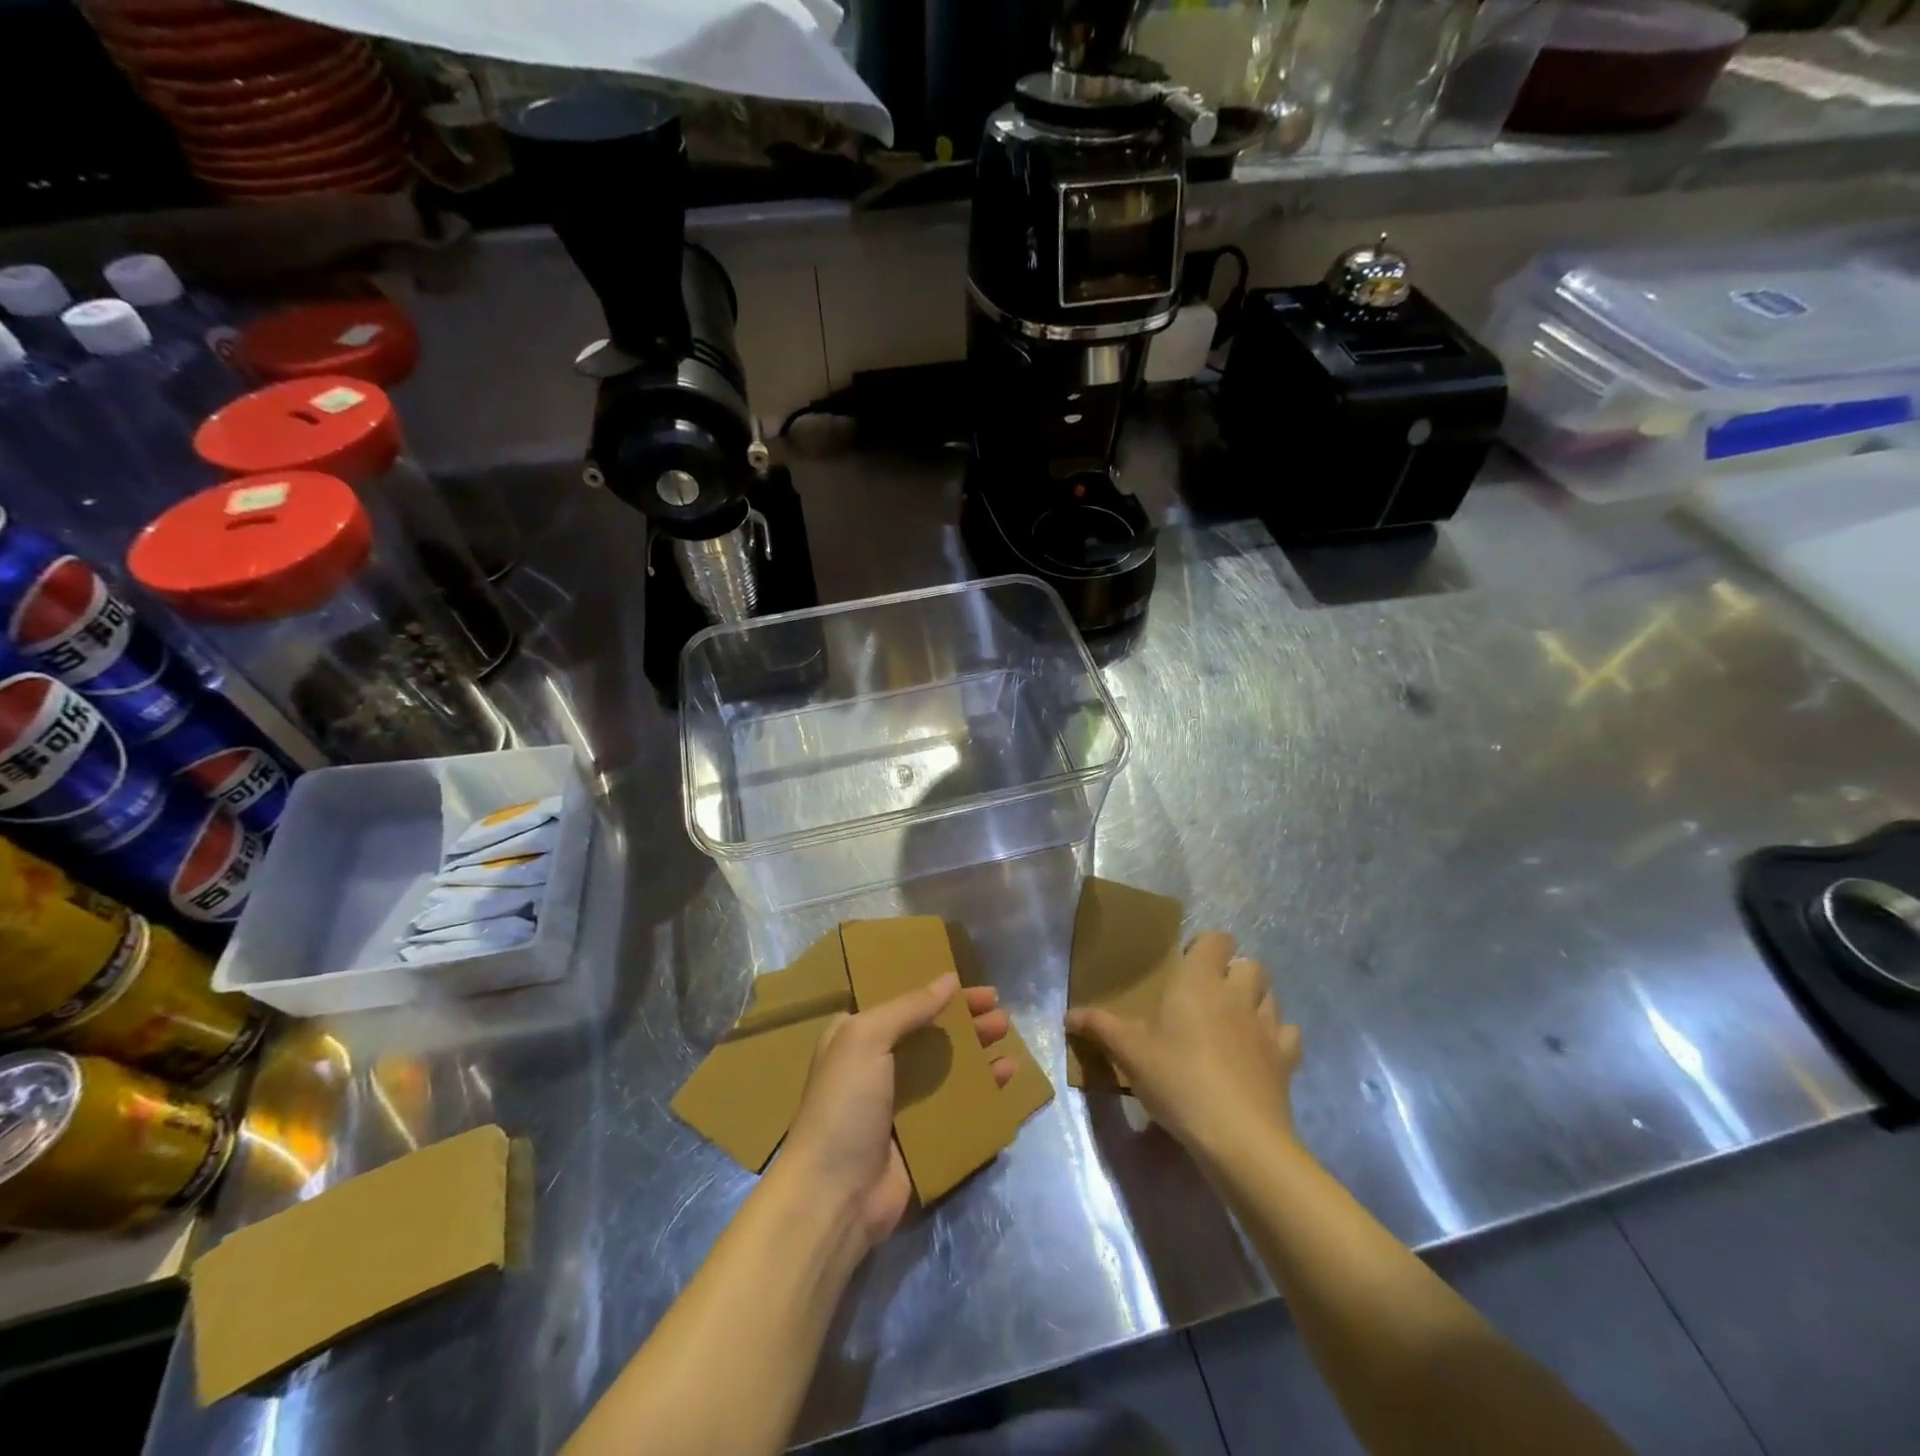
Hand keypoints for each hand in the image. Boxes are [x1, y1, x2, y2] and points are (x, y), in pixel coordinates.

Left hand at [780, 975, 1015, 1250]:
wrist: (834, 1196)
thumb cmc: (844, 1106)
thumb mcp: (866, 1039)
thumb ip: (909, 1007)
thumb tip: (949, 979)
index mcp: (856, 1036)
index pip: (903, 1002)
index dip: (936, 991)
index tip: (971, 985)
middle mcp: (877, 1066)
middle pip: (931, 1033)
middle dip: (965, 1021)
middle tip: (1001, 1013)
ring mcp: (901, 1104)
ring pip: (948, 1068)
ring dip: (977, 1052)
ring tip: (1008, 1038)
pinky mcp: (921, 1137)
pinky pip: (958, 1105)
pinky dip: (982, 1090)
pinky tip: (1006, 1078)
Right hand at [1065, 931, 1301, 1171]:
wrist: (1238, 1135)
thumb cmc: (1177, 1080)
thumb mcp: (1129, 1053)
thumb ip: (1100, 1027)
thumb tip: (1068, 1015)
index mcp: (1199, 982)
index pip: (1217, 939)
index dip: (1205, 947)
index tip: (1186, 966)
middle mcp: (1237, 994)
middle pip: (1250, 964)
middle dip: (1233, 972)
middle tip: (1207, 996)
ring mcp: (1267, 1026)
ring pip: (1270, 996)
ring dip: (1255, 1000)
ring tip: (1232, 1022)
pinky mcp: (1286, 1059)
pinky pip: (1288, 1035)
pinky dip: (1276, 1037)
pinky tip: (1258, 1052)